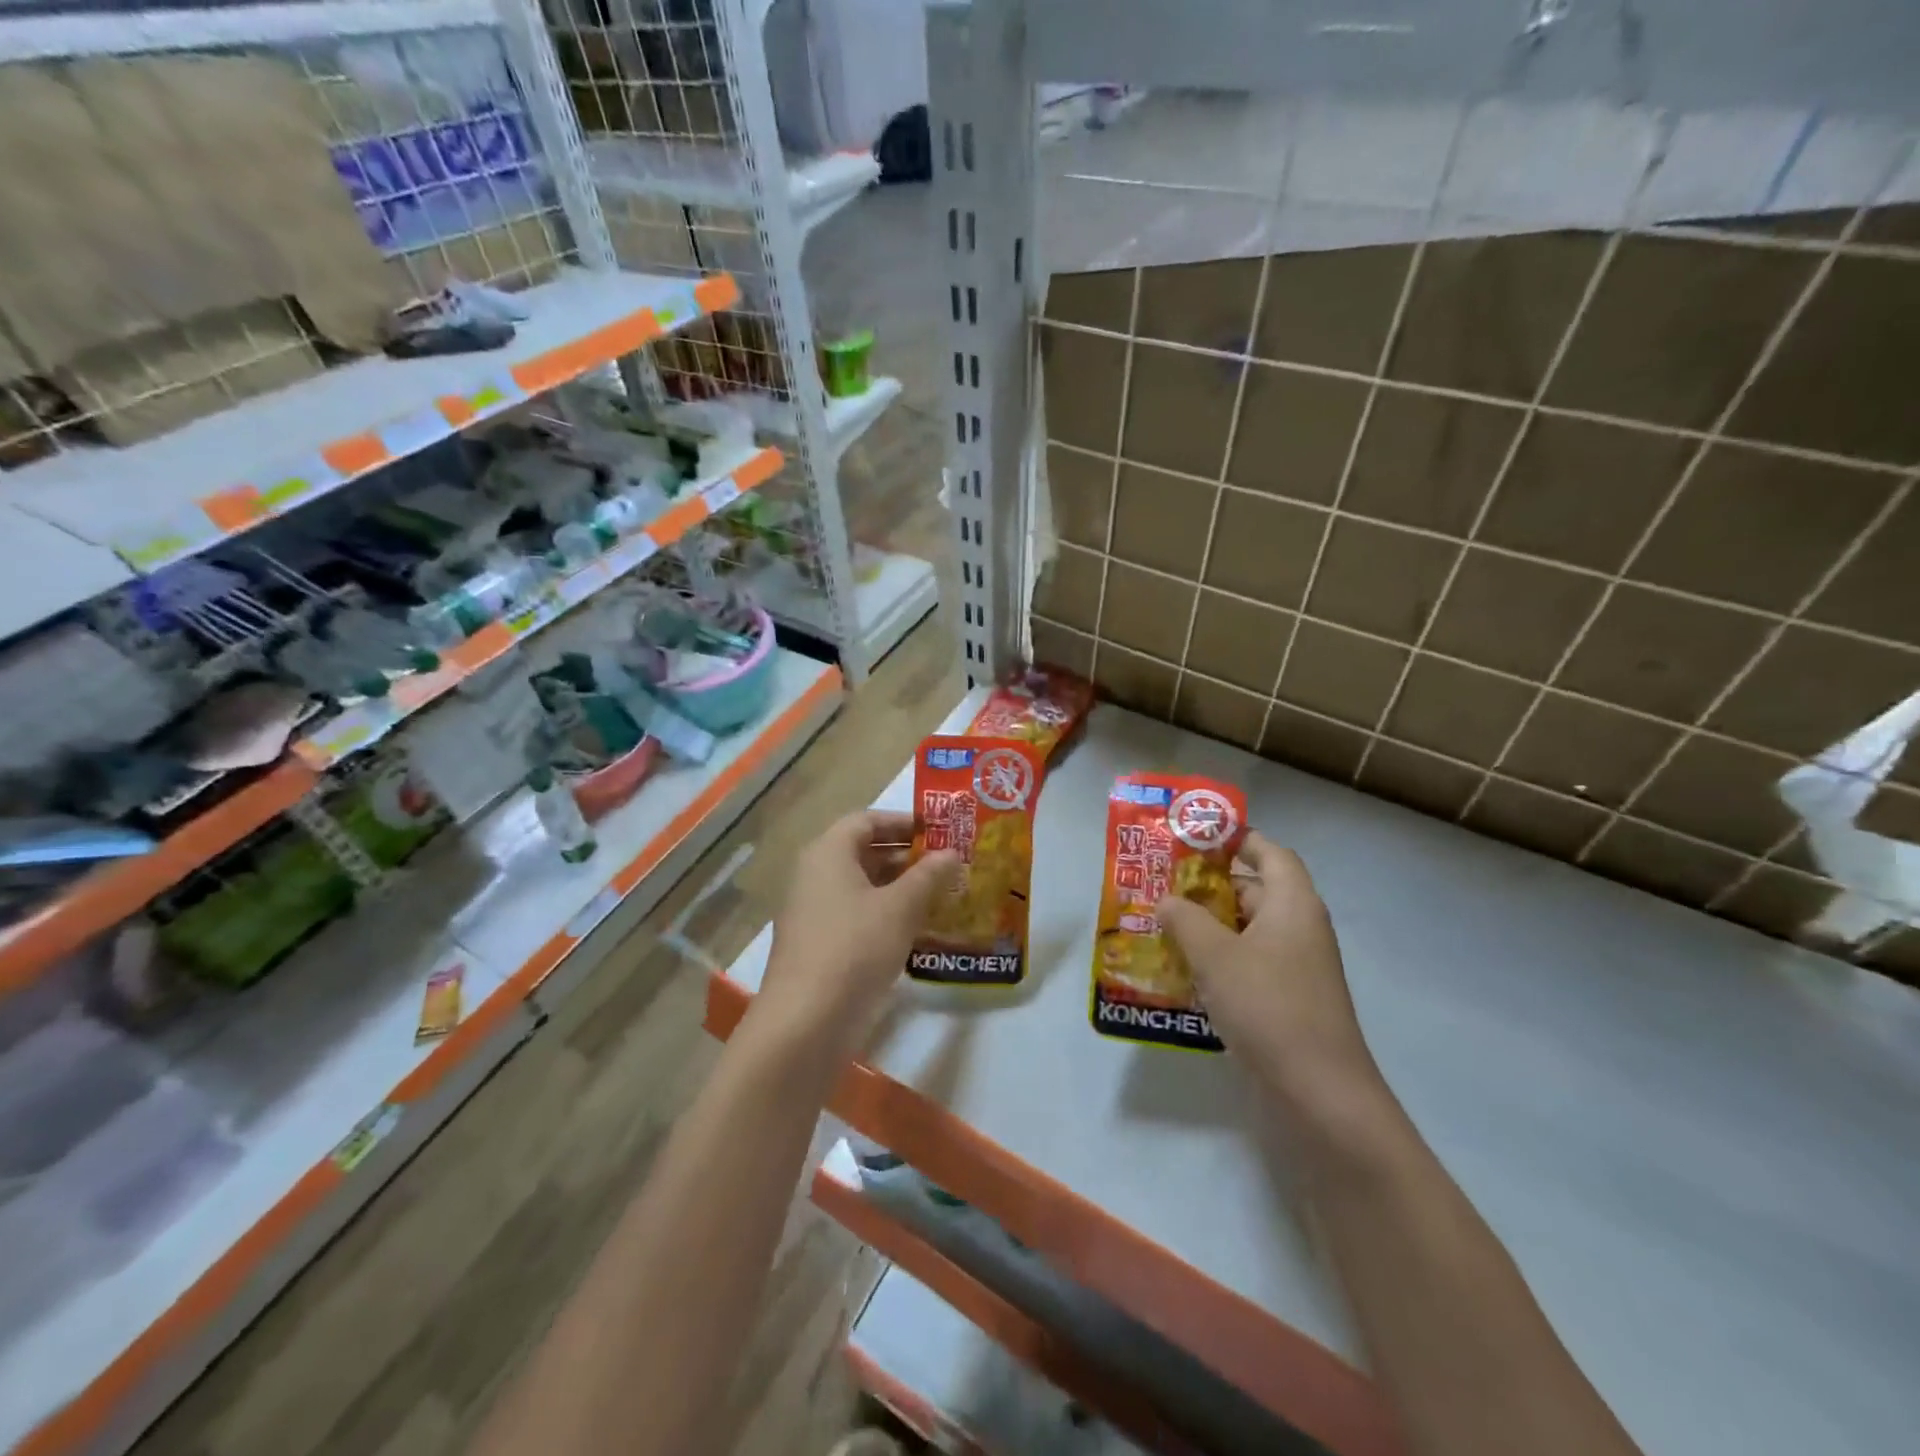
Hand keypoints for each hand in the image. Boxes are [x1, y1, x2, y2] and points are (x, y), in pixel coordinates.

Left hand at [756, 810, 960, 1059]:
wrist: (805, 1021)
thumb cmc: (855, 948)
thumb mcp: (900, 908)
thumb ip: (928, 876)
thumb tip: (951, 853)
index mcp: (828, 853)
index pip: (866, 820)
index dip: (903, 822)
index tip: (938, 831)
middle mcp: (815, 875)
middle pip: (864, 852)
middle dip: (907, 856)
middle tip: (948, 864)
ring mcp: (814, 912)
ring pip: (862, 887)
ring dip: (900, 888)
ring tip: (942, 895)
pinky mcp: (820, 945)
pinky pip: (857, 916)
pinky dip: (886, 915)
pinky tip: (918, 930)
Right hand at [1157, 832, 1382, 1115]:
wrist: (1318, 1095)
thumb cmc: (1268, 1007)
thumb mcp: (1215, 954)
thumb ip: (1185, 919)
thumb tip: (1167, 900)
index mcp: (1292, 904)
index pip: (1269, 852)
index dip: (1235, 839)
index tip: (1192, 838)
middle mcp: (1297, 929)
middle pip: (1253, 890)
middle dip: (1206, 886)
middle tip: (1159, 884)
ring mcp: (1293, 969)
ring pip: (1244, 932)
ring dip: (1205, 927)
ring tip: (1157, 925)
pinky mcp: (1284, 1002)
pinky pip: (1245, 966)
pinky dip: (1215, 962)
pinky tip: (1178, 971)